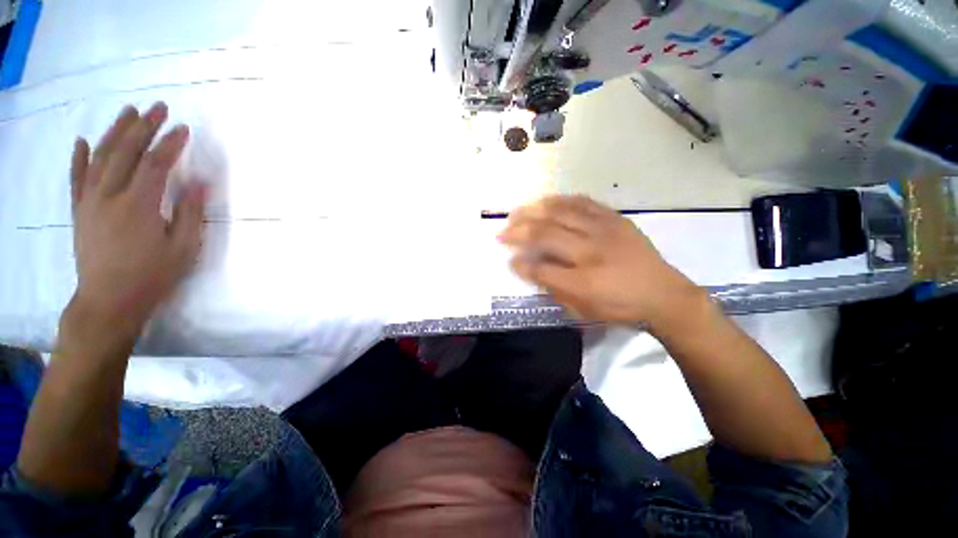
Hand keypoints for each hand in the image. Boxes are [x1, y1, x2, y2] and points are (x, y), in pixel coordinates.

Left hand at [68, 102, 205, 344]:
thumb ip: (189, 213)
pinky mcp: (79, 211)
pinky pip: (77, 178)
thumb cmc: (153, 276)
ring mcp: (90, 201)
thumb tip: (198, 183)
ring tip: (128, 112)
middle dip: (143, 127)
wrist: (109, 301)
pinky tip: (84, 141)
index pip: (155, 164)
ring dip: (115, 132)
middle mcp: (109, 196)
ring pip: (100, 158)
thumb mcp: (183, 248)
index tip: (183, 129)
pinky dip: (79, 157)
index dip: (170, 144)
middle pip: (126, 152)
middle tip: (157, 108)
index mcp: (138, 206)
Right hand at [499, 195, 704, 327]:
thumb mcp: (584, 308)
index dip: (521, 264)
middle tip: (502, 230)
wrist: (664, 294)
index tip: (507, 259)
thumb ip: (552, 287)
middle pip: (547, 234)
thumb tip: (526, 268)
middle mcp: (592, 250)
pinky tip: (546, 201)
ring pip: (561, 212)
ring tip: (517, 212)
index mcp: (585, 280)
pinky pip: (583, 202)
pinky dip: (560, 200)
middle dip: (519, 231)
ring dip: (534, 211)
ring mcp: (605, 230)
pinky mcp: (615, 218)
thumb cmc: (620, 306)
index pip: (542, 268)